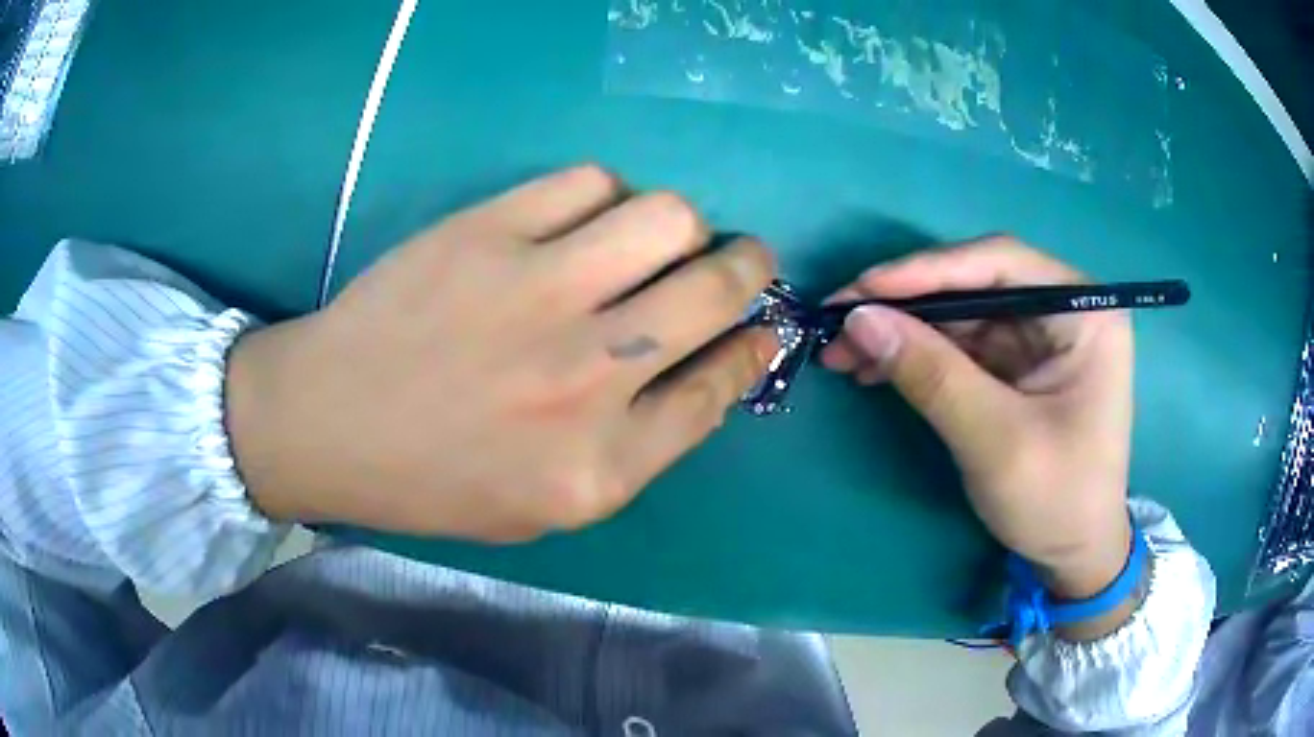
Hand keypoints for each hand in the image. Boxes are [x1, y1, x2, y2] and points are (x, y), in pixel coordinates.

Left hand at [225, 165, 777, 541]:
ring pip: (668, 218)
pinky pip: (590, 183)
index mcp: (601, 465)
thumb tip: (708, 364)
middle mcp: (586, 377)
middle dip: (750, 267)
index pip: (721, 386)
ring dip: (683, 226)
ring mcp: (536, 292)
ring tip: (654, 239)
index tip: (764, 325)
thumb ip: (637, 447)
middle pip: (716, 290)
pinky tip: (585, 221)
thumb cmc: (433, 479)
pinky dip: (606, 197)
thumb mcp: (547, 504)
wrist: (327, 423)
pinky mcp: (487, 232)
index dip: (756, 347)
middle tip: (741, 260)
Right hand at [822, 237, 1134, 612]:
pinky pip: (961, 346)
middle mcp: (1063, 310)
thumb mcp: (995, 440)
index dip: (929, 270)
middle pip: (975, 284)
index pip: (1001, 264)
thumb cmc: (1056, 500)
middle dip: (906, 303)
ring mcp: (1039, 336)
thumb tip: (859, 319)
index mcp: (1083, 312)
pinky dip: (917, 356)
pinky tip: (876, 368)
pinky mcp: (1018, 364)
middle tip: (839, 319)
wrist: (1074, 555)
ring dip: (903, 330)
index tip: (864, 289)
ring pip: (960, 314)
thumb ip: (932, 375)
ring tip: (843, 351)